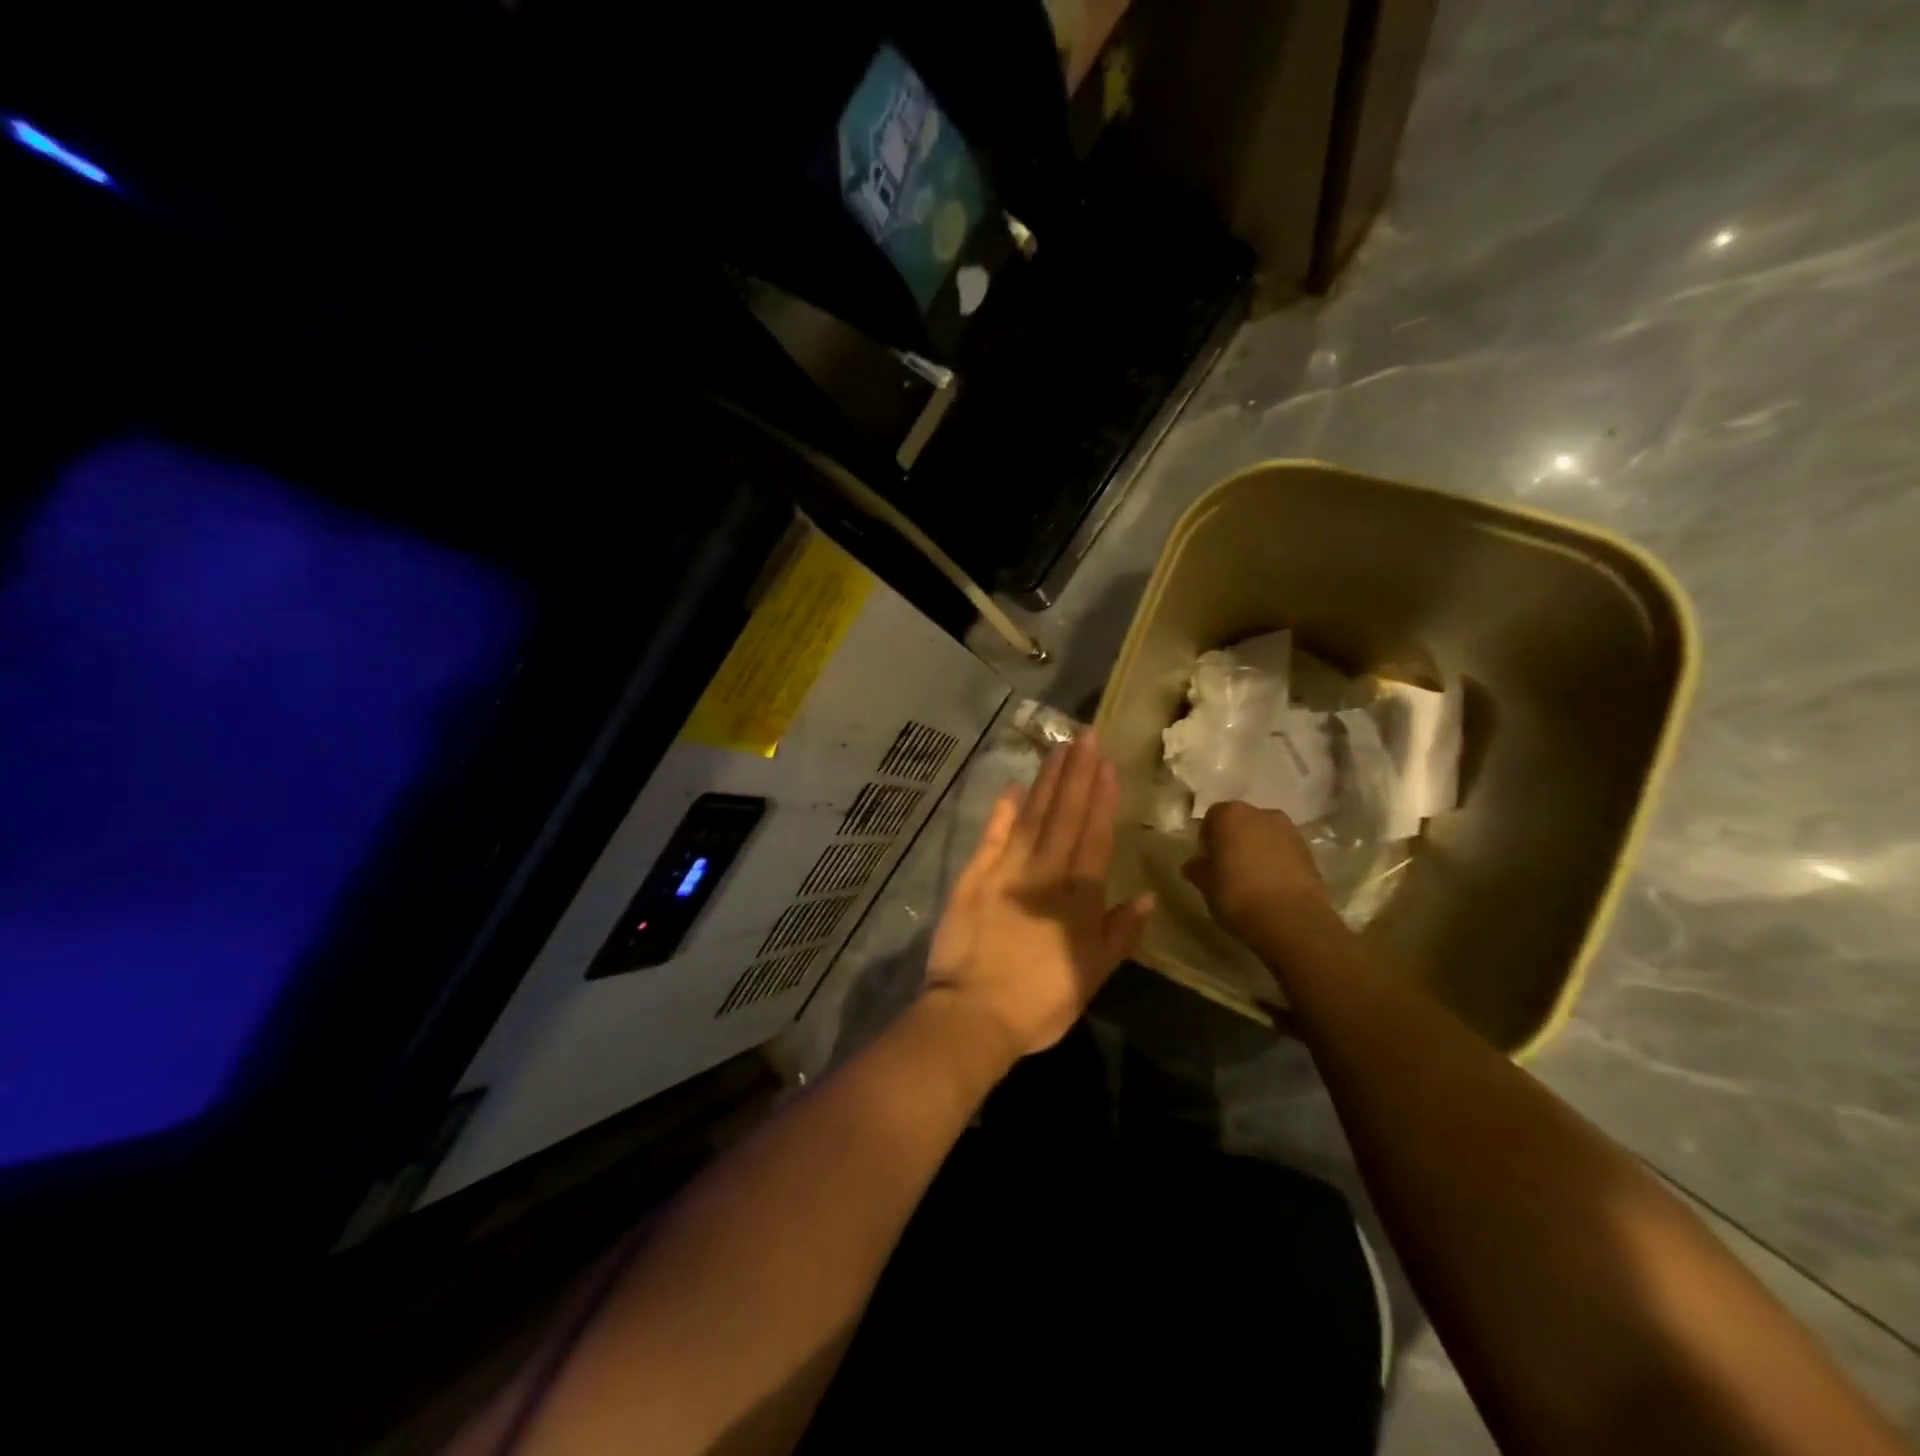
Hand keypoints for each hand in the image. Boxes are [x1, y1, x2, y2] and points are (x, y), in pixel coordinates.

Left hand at [925, 733, 1154, 1060]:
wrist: (973, 1014)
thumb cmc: (1040, 1003)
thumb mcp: (1093, 977)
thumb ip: (1120, 934)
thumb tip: (1147, 897)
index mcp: (1078, 898)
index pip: (1094, 837)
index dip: (1101, 799)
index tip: (1107, 764)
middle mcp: (1044, 874)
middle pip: (1064, 815)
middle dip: (1077, 774)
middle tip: (1085, 736)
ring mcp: (1005, 871)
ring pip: (1032, 817)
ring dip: (1047, 782)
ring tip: (1058, 749)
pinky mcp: (973, 877)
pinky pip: (992, 837)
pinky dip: (1003, 811)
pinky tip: (1014, 788)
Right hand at [1181, 801, 1329, 946]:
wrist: (1292, 920)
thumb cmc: (1238, 895)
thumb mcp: (1205, 884)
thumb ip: (1197, 868)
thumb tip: (1195, 864)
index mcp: (1230, 815)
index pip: (1212, 818)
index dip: (1207, 839)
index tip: (1206, 861)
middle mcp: (1261, 814)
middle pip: (1241, 823)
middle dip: (1234, 841)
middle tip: (1227, 869)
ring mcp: (1289, 831)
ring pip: (1264, 836)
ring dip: (1257, 850)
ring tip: (1252, 880)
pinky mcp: (1309, 852)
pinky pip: (1284, 852)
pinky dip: (1276, 862)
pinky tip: (1271, 887)